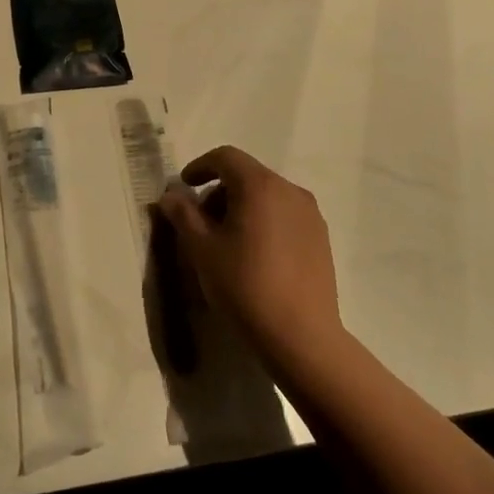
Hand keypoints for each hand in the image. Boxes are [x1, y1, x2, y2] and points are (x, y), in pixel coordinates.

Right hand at [157, 146, 343, 374]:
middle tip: (201, 222)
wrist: (301, 336)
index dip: (200, 166)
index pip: (225, 157)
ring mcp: (311, 214)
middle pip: (248, 175)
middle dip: (220, 192)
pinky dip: (265, 221)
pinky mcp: (321, 238)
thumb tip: (171, 195)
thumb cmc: (245, 286)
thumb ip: (183, 215)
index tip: (184, 186)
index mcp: (260, 185)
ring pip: (268, 196)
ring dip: (242, 207)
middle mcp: (290, 190)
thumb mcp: (202, 249)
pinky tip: (256, 256)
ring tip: (227, 242)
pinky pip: (286, 215)